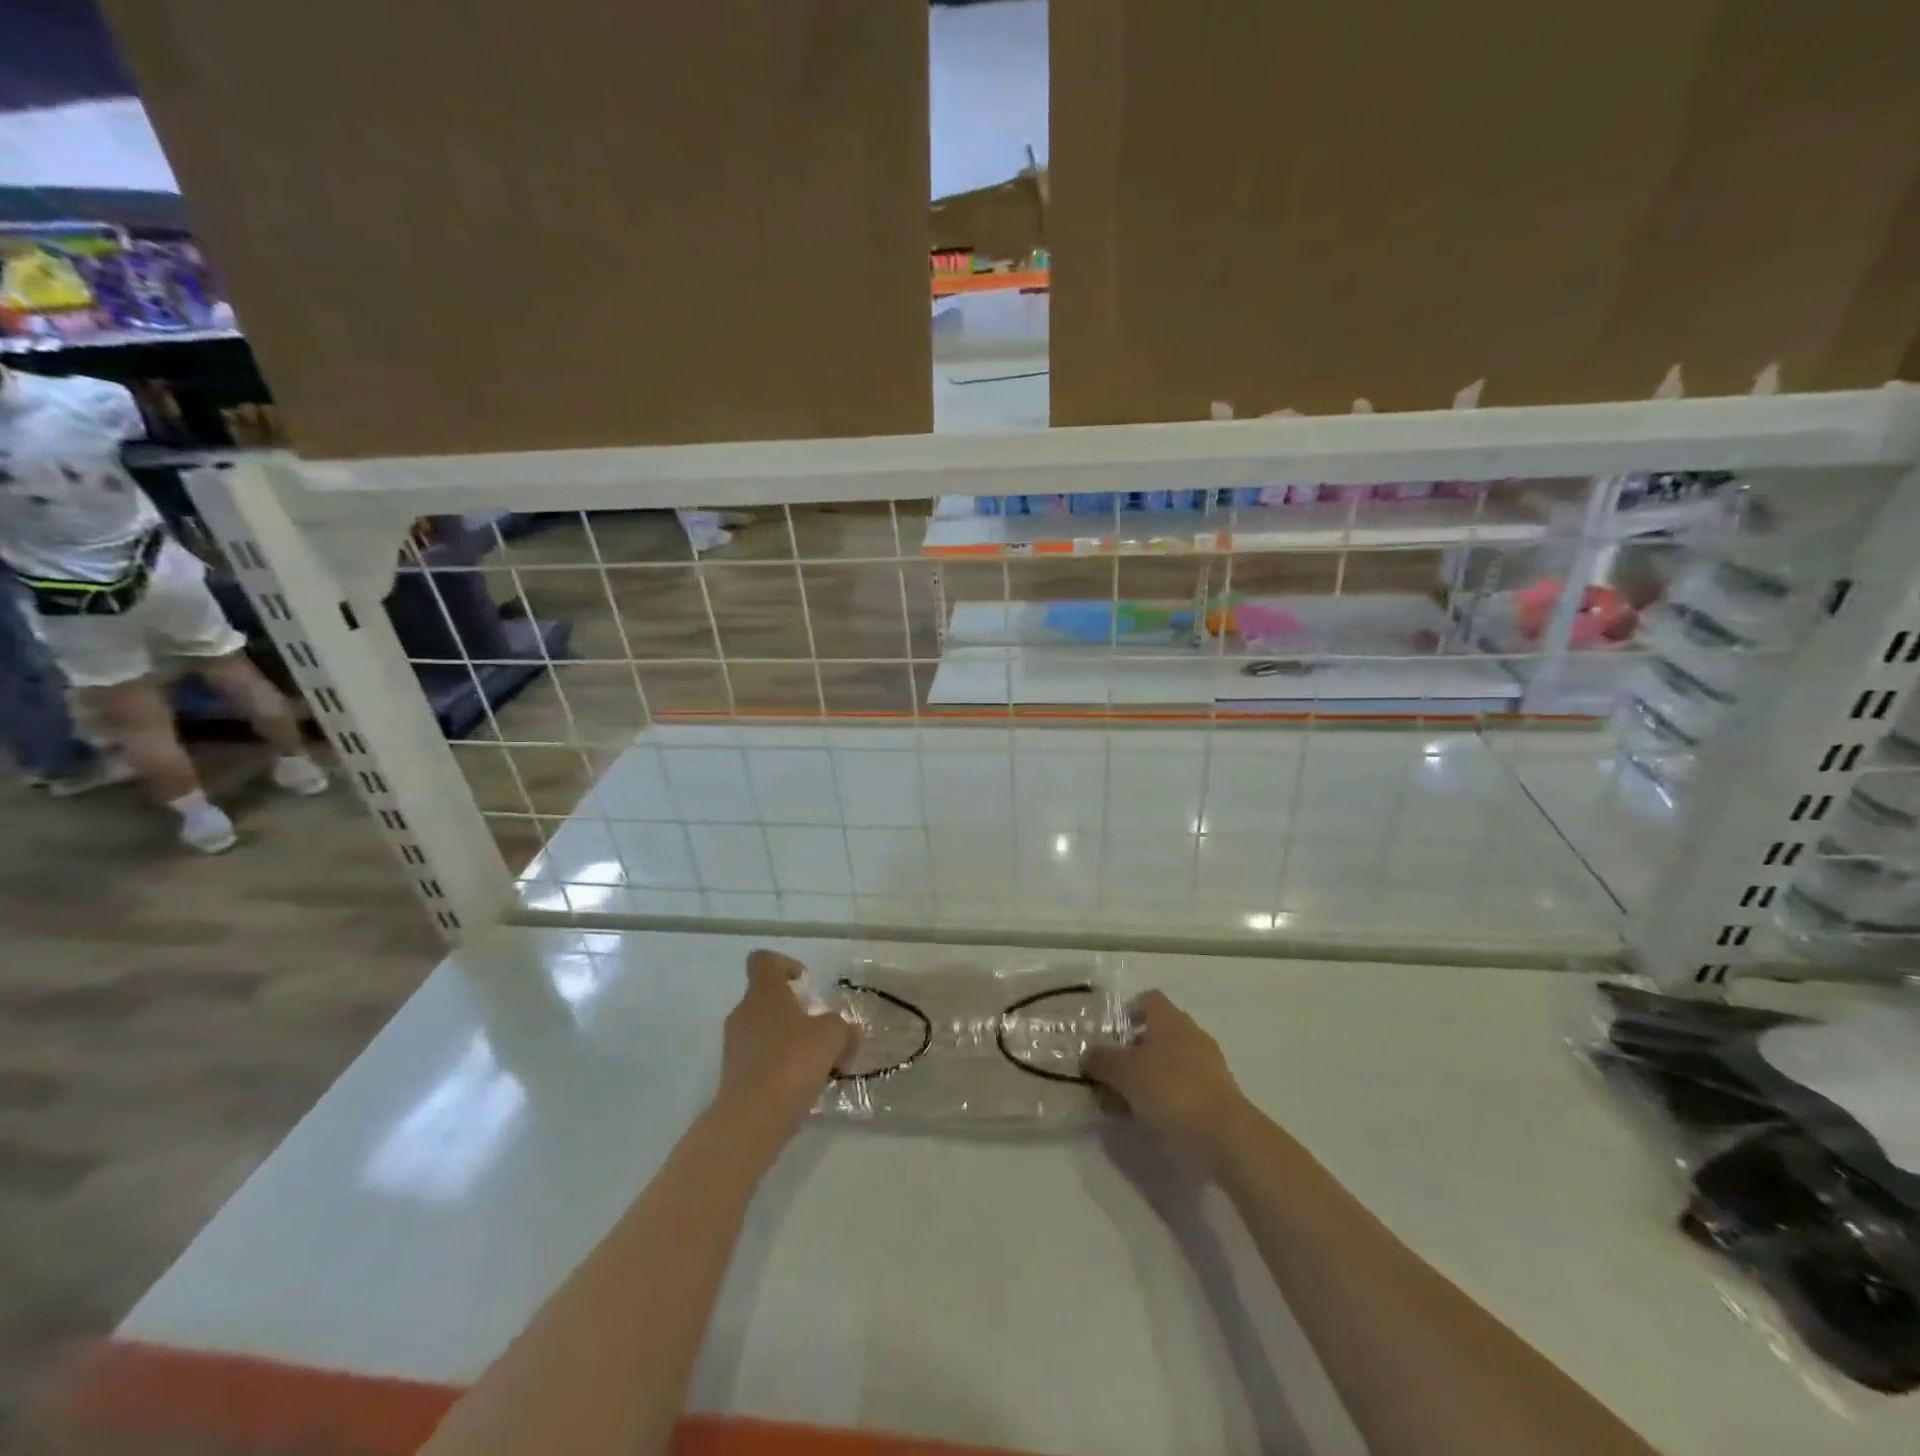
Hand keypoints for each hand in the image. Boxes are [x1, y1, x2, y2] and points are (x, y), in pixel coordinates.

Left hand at [713, 950, 858, 1139]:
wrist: (751, 1119)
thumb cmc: (792, 1062)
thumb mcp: (832, 1036)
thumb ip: (843, 1026)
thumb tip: (848, 1030)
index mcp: (764, 992)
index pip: (764, 961)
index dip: (785, 965)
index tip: (805, 983)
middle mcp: (744, 1013)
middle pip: (768, 999)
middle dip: (796, 1011)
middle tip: (821, 1029)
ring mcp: (735, 1046)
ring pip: (766, 1030)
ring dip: (790, 1040)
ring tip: (818, 1062)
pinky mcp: (733, 1076)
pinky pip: (761, 1059)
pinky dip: (780, 1065)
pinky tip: (802, 1085)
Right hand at [1081, 991, 1248, 1166]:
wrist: (1224, 1137)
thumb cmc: (1170, 1090)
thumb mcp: (1124, 1072)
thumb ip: (1102, 1061)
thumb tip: (1088, 1057)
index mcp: (1170, 1019)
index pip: (1148, 1000)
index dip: (1128, 1010)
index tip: (1111, 1033)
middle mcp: (1191, 1035)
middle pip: (1158, 1032)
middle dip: (1133, 1050)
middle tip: (1111, 1072)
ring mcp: (1208, 1066)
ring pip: (1169, 1062)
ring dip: (1147, 1077)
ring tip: (1123, 1102)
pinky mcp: (1217, 1096)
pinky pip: (1182, 1087)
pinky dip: (1164, 1097)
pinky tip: (1148, 1118)